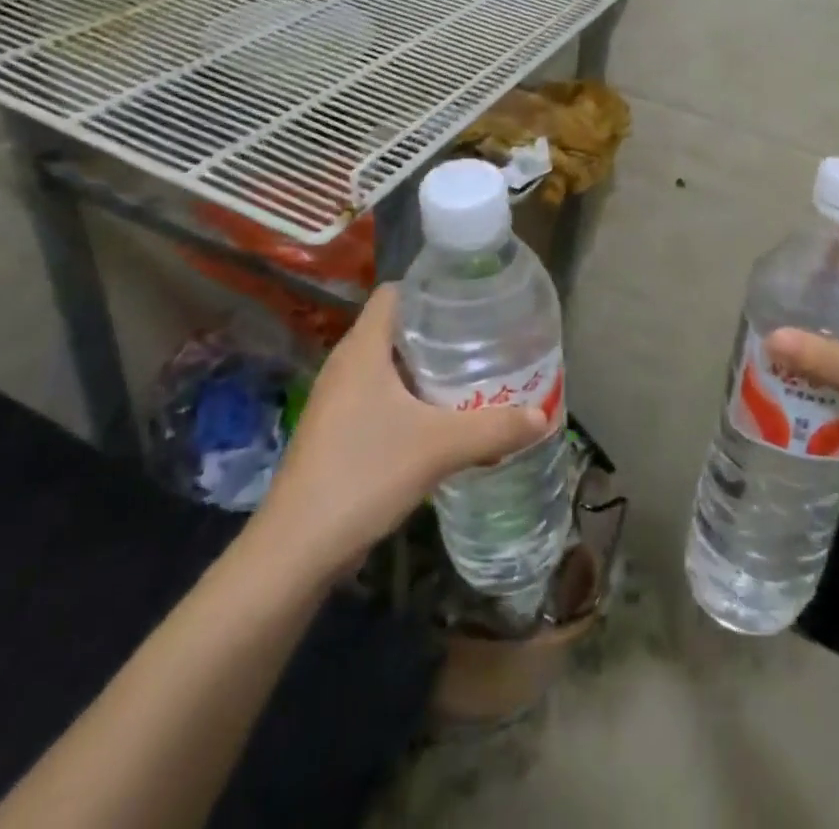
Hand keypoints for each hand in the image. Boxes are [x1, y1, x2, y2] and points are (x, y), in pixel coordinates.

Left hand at [243, 285, 548, 574]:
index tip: (472, 300)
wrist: (297, 550)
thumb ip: (494, 428)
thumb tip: (542, 416)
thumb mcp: (439, 448)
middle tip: (484, 339)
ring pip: (390, 366)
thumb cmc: (364, 475)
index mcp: (363, 348)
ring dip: (427, 369)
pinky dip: (411, 399)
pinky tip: (441, 420)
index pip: (396, 292)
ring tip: (472, 375)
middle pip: (397, 328)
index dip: (432, 289)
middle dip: (440, 332)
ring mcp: (338, 400)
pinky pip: (381, 397)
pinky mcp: (337, 431)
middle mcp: (347, 364)